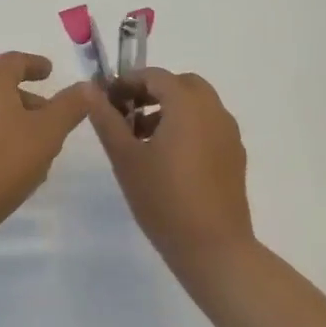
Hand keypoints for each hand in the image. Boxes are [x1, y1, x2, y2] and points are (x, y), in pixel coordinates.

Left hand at [0, 52, 95, 258]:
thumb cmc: (2, 161)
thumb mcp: (47, 132)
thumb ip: (70, 106)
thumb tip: (87, 86)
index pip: (14, 61)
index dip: (35, 64)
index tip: (50, 71)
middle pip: (3, 87)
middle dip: (31, 100)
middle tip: (54, 118)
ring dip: (18, 123)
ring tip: (40, 149)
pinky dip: (1, 139)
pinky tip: (15, 167)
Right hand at [88, 68, 254, 275]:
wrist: (215, 250)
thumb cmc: (164, 199)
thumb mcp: (125, 157)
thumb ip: (106, 119)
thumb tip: (90, 88)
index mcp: (187, 104)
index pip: (155, 76)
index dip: (128, 82)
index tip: (108, 101)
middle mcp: (213, 110)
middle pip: (181, 85)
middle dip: (153, 92)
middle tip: (128, 115)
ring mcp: (229, 134)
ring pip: (197, 105)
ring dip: (170, 109)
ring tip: (143, 140)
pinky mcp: (235, 156)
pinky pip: (209, 126)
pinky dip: (188, 127)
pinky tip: (170, 160)